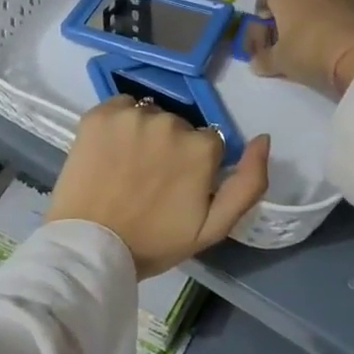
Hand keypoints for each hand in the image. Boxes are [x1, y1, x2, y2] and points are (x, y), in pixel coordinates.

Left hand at [48, 98, 270, 276]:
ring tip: (126, 166)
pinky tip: (109, 150)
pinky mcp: (99, 114)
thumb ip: (249, 183)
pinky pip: (119, 106)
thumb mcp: (214, 227)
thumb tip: (263, 138)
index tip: (176, 187)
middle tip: (148, 181)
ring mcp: (132, 115)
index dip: (194, 165)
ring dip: (143, 133)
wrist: (90, 246)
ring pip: (148, 114)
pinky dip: (117, 123)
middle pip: (178, 125)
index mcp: (202, 147)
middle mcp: (170, 121)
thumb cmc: (154, 242)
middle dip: (169, 147)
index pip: (208, 142)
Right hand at [247, 0, 353, 98]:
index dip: (261, 17)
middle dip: (288, 5)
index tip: (266, 37)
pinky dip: (334, 10)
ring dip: (312, 4)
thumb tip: (256, 62)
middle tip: (289, 31)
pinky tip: (335, 31)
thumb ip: (263, 59)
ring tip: (314, 29)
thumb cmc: (309, 52)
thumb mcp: (279, 62)